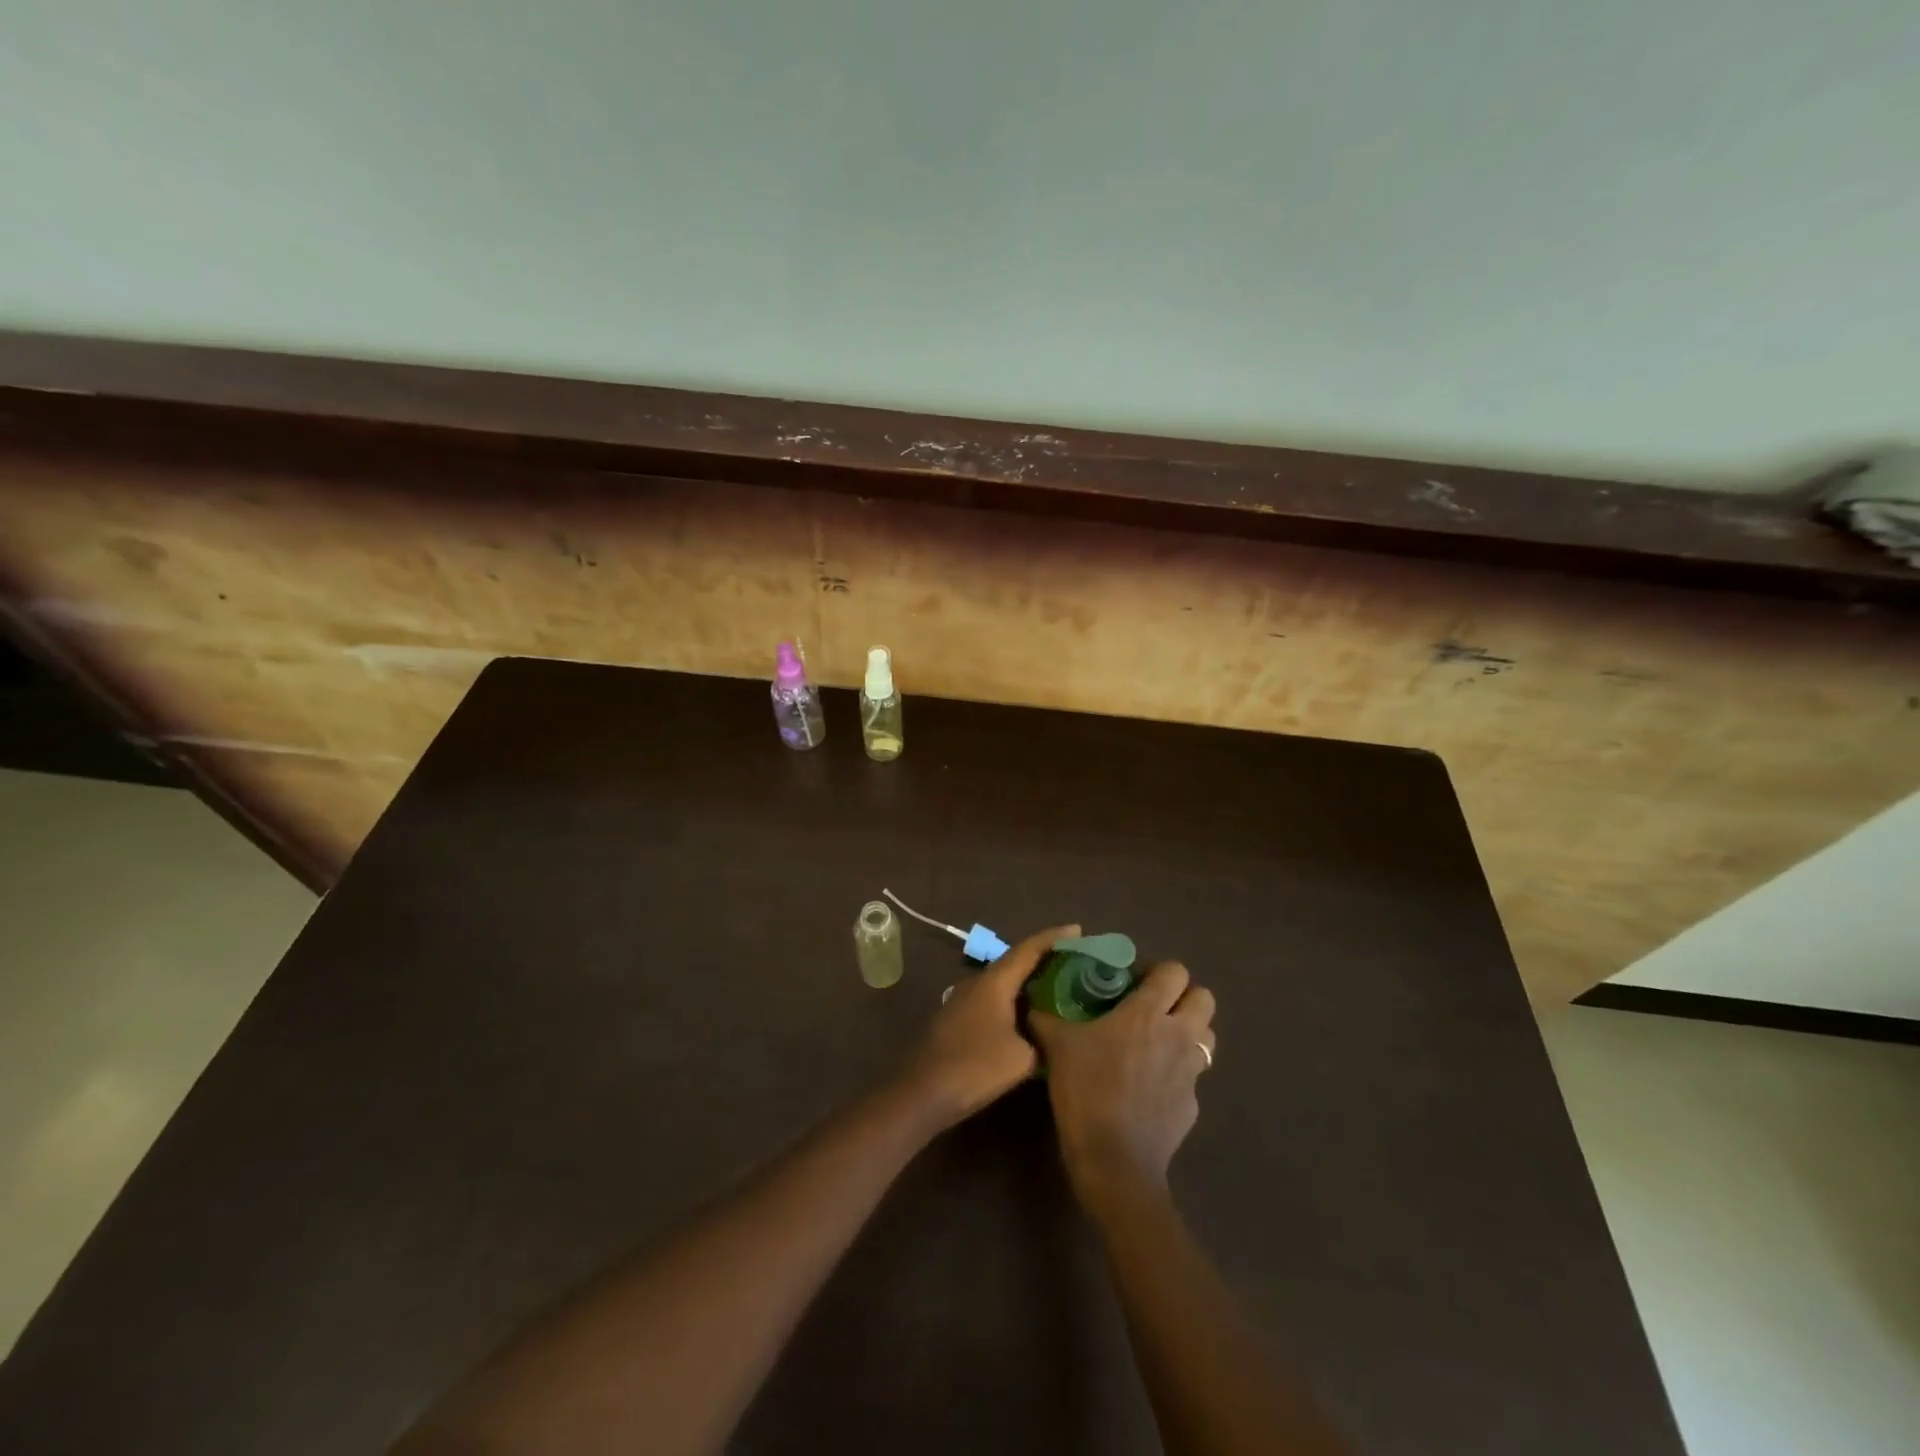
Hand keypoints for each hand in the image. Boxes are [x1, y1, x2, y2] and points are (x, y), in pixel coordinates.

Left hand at [903, 923, 1079, 1127]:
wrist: (923, 1092)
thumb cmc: (975, 1067)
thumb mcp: (1022, 1058)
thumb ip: (1041, 1039)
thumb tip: (1048, 1034)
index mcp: (995, 981)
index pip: (1029, 949)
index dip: (1054, 937)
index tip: (1078, 929)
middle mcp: (978, 982)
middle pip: (1015, 961)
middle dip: (1044, 958)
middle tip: (1073, 959)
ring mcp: (964, 999)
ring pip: (1003, 981)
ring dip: (1027, 980)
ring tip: (1057, 984)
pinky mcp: (958, 1018)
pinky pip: (993, 998)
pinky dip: (1014, 998)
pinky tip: (1027, 1013)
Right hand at [1029, 961, 1215, 1201]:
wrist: (1114, 1162)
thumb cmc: (1086, 1091)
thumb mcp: (1057, 1047)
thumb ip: (1045, 1019)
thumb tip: (1031, 1004)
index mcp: (1148, 1013)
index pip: (1174, 971)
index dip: (1157, 971)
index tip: (1133, 982)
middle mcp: (1178, 1035)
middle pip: (1204, 998)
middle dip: (1183, 997)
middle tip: (1152, 1008)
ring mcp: (1191, 1073)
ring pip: (1206, 1037)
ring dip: (1188, 1033)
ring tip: (1156, 1043)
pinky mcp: (1193, 1106)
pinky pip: (1193, 1078)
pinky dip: (1176, 1076)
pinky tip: (1149, 1088)